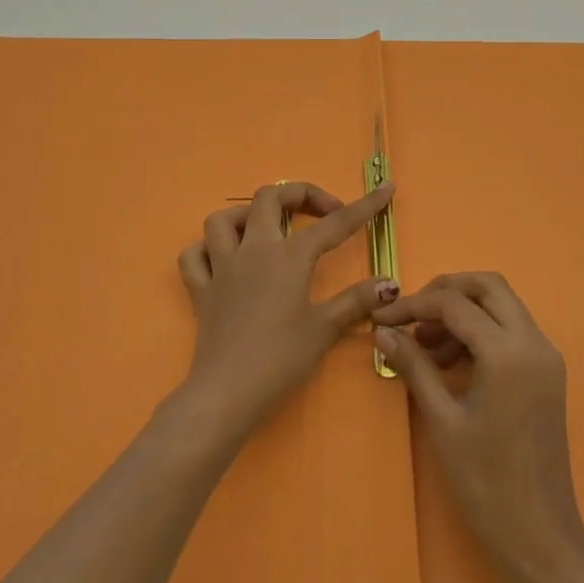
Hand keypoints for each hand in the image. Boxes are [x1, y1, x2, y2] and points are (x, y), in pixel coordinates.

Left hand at [175, 181, 398, 445]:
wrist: (227, 392)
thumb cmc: (280, 359)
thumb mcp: (324, 329)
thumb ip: (357, 300)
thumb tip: (389, 283)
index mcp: (288, 257)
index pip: (334, 224)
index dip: (364, 205)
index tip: (385, 189)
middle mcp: (253, 250)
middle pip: (269, 198)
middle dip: (299, 195)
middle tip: (322, 213)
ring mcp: (221, 267)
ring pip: (223, 219)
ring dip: (246, 215)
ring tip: (268, 229)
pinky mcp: (200, 290)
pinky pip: (194, 256)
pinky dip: (207, 250)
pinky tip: (223, 260)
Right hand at [375, 273, 583, 582]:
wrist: (539, 534)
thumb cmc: (485, 481)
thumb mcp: (442, 420)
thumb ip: (414, 366)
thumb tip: (382, 331)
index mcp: (507, 352)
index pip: (454, 304)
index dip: (414, 306)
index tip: (382, 319)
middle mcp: (533, 342)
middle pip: (488, 285)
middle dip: (446, 291)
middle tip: (412, 316)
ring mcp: (546, 355)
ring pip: (502, 304)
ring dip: (464, 310)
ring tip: (427, 345)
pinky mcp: (548, 371)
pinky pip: (512, 329)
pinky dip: (482, 329)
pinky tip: (452, 359)